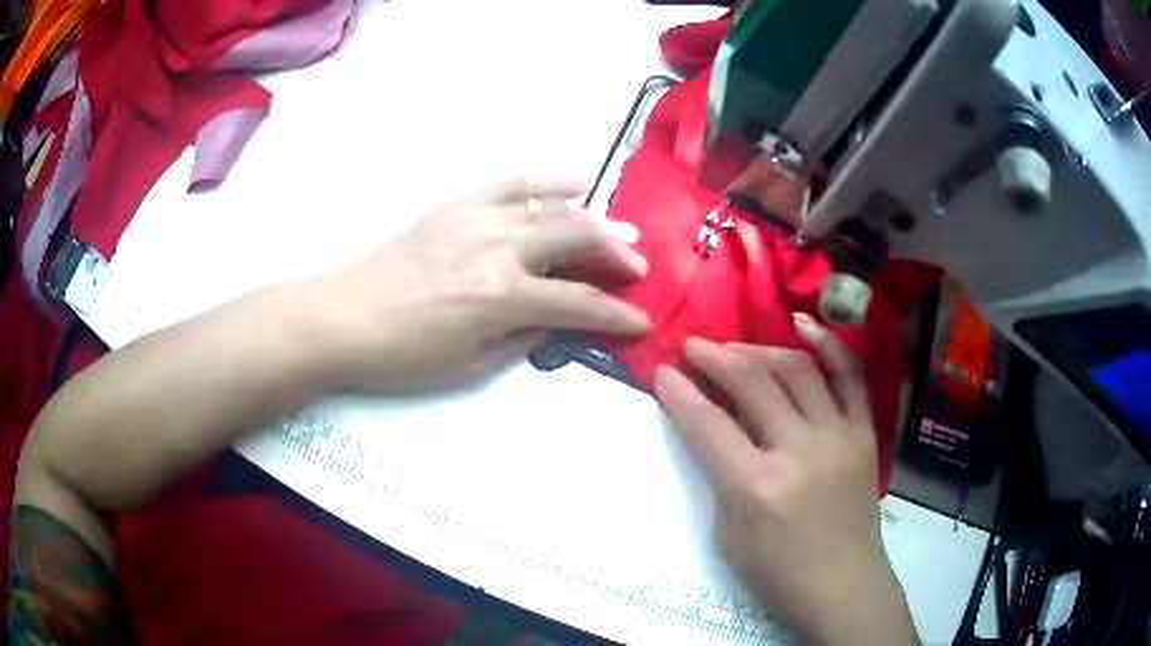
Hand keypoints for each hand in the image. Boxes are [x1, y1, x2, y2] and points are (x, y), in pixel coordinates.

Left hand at [304, 179, 651, 391]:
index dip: (617, 315)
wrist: (346, 315)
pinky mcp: (460, 204)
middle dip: (617, 254)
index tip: (642, 321)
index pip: (580, 304)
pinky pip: (515, 183)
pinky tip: (576, 181)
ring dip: (595, 218)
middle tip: (639, 265)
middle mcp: (501, 249)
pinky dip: (550, 181)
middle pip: (577, 240)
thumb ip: (523, 340)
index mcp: (503, 298)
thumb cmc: (405, 354)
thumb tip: (558, 323)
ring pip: (554, 208)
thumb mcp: (471, 365)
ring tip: (621, 227)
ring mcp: (480, 218)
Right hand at [654, 314, 916, 645]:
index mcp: (758, 487)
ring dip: (760, 350)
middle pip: (753, 384)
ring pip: (797, 370)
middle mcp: (800, 451)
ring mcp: (838, 437)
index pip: (709, 424)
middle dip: (716, 358)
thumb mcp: (729, 538)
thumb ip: (719, 479)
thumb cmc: (779, 575)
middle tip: (694, 348)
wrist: (844, 586)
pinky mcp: (864, 433)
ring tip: (737, 348)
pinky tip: (803, 324)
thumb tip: (710, 431)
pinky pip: (850, 376)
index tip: (661, 371)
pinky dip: (828, 345)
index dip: (679, 392)